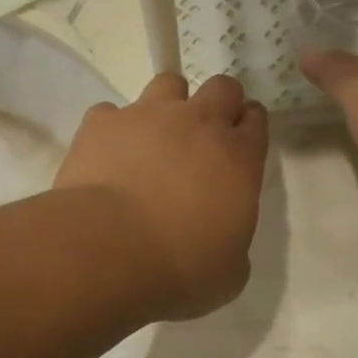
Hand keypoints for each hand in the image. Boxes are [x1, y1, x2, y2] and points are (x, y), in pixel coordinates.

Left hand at [54, 73, 268, 320]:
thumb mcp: (228, 273)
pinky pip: (112, 113)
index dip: (249, 128)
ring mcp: (146, 115)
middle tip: (203, 137)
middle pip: (222, 87)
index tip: (240, 146)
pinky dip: (114, 130)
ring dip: (168, 106)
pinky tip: (108, 158)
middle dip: (219, 104)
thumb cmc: (179, 269)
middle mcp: (197, 123)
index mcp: (238, 157)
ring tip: (154, 140)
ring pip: (168, 84)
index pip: (256, 120)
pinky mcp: (102, 123)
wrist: (107, 251)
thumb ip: (234, 243)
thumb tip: (222, 238)